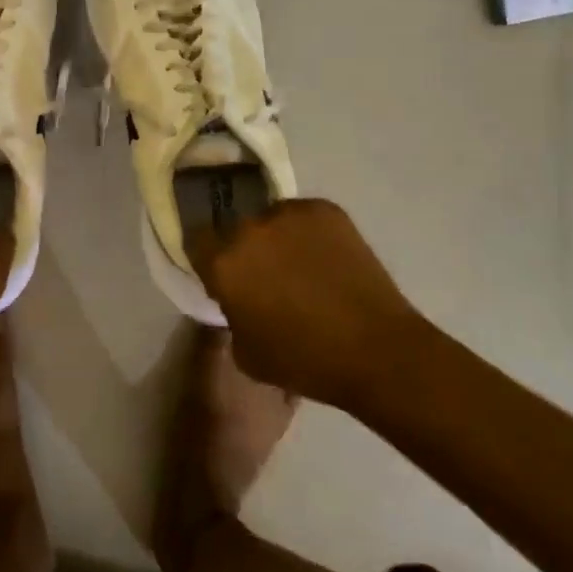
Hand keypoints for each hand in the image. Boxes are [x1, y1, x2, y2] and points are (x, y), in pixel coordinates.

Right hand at [187, 198, 420, 408]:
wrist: (376, 350)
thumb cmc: (303, 361)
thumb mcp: (244, 351)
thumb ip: (231, 313)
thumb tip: (239, 298)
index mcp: (224, 262)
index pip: (196, 241)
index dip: (207, 259)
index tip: (220, 275)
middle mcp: (250, 228)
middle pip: (236, 230)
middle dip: (244, 250)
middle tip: (265, 275)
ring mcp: (290, 214)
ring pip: (271, 220)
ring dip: (276, 239)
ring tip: (301, 267)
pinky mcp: (326, 210)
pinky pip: (304, 218)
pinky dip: (309, 235)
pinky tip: (326, 261)